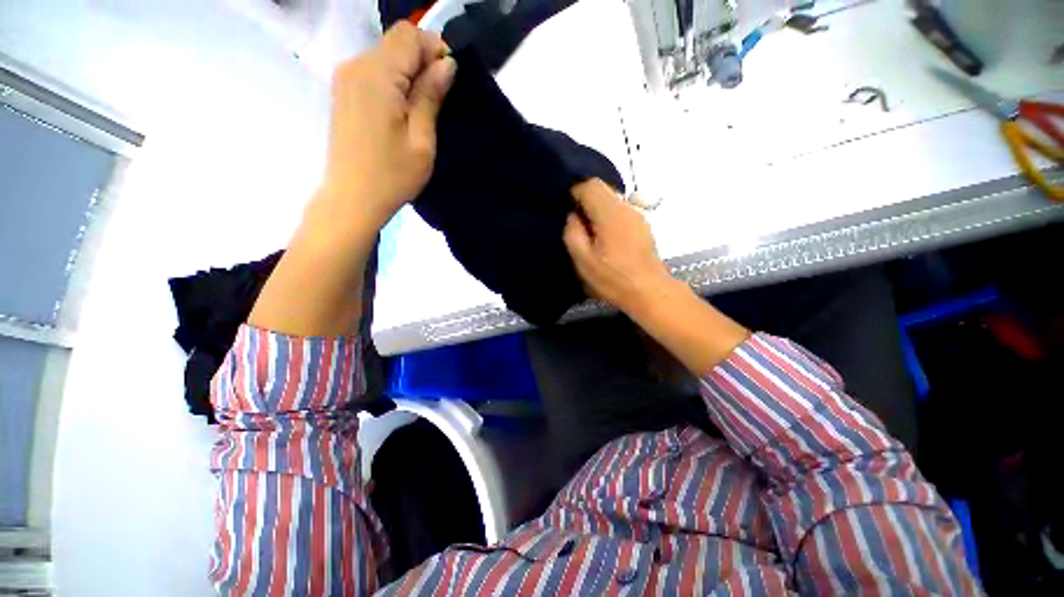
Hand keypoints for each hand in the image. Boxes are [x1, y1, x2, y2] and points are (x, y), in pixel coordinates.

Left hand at [321, 22, 456, 227]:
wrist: (353, 197)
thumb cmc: (392, 175)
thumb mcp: (422, 140)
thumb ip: (431, 96)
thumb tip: (446, 63)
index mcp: (376, 75)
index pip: (409, 35)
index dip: (434, 50)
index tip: (448, 81)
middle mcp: (355, 65)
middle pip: (396, 42)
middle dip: (423, 61)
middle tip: (438, 99)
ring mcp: (345, 77)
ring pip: (385, 55)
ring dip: (409, 73)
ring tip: (421, 109)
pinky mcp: (344, 91)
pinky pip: (374, 71)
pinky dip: (393, 81)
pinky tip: (402, 110)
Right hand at [563, 179, 672, 314]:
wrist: (649, 291)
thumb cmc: (613, 279)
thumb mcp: (583, 260)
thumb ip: (573, 233)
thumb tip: (573, 215)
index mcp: (610, 214)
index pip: (590, 185)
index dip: (575, 193)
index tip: (567, 210)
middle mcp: (626, 208)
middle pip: (603, 188)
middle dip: (586, 199)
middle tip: (577, 222)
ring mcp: (637, 215)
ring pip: (612, 199)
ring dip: (597, 208)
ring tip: (590, 231)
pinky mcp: (643, 225)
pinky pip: (621, 209)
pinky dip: (608, 215)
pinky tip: (606, 237)